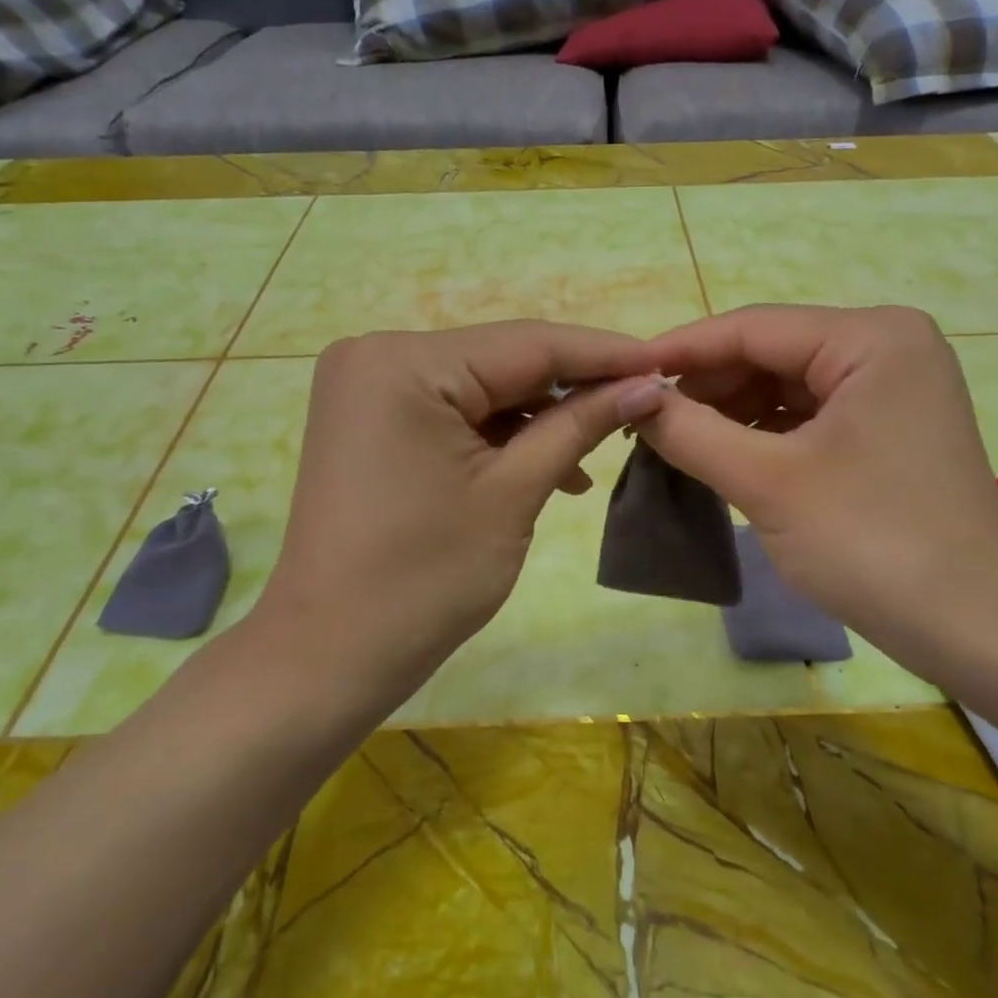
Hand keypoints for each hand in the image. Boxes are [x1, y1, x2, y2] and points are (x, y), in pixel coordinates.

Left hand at [256, 322, 666, 703]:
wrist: (330, 654)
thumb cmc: (425, 578)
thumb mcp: (514, 493)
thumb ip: (580, 425)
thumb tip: (647, 387)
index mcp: (405, 361)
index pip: (528, 344)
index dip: (605, 353)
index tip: (667, 362)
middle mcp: (378, 353)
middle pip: (502, 360)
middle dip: (573, 386)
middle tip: (642, 404)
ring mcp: (368, 386)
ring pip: (480, 386)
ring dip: (538, 416)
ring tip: (594, 453)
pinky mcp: (371, 418)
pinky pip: (451, 410)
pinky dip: (499, 433)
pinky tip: (545, 465)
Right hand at [636, 305, 997, 671]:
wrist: (977, 630)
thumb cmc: (873, 544)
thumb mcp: (768, 483)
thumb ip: (691, 431)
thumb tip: (633, 398)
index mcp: (871, 337)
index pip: (753, 328)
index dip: (680, 350)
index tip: (620, 374)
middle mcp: (887, 346)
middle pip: (770, 352)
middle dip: (707, 386)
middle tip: (644, 419)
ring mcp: (893, 387)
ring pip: (786, 385)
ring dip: (730, 411)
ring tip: (673, 440)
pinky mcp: (889, 427)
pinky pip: (809, 415)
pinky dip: (763, 433)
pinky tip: (722, 454)